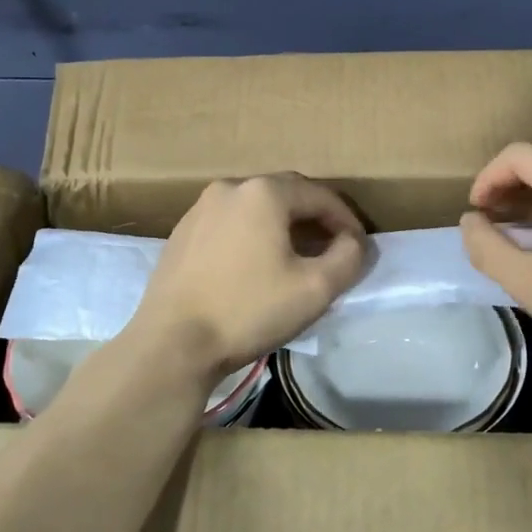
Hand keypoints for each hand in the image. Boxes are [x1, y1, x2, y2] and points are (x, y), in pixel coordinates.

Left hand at [126, 174, 367, 382]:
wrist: (172, 344)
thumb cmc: (248, 311)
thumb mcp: (315, 289)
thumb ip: (348, 257)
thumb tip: (352, 242)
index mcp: (264, 192)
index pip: (320, 195)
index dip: (346, 220)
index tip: (359, 247)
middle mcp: (230, 188)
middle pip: (286, 194)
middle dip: (315, 218)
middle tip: (333, 247)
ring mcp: (200, 208)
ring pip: (255, 208)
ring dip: (282, 226)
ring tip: (297, 256)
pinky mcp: (182, 232)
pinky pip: (229, 223)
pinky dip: (252, 235)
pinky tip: (255, 266)